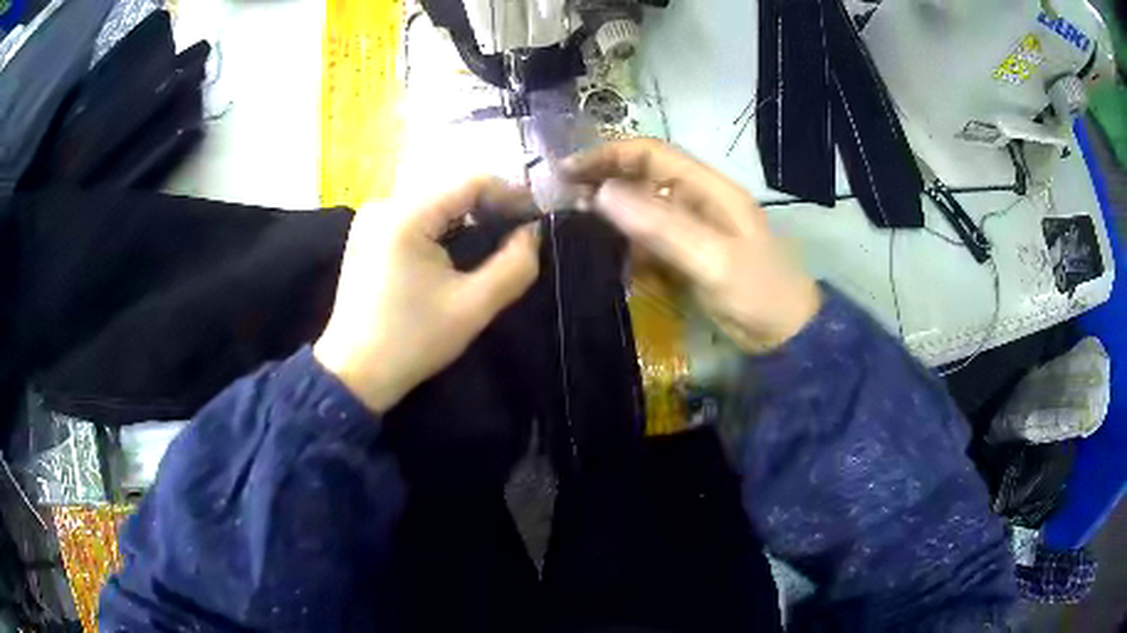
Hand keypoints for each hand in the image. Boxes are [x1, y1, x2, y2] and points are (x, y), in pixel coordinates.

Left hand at [314, 177, 539, 412]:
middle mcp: (384, 204)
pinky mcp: (367, 235)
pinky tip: (457, 249)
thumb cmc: (411, 341)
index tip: (537, 218)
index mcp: (406, 215)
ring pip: (434, 202)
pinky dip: (443, 227)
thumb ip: (515, 266)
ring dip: (468, 217)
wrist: (354, 374)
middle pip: (451, 189)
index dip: (511, 194)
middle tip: (520, 233)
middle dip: (490, 206)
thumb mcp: (472, 307)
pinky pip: (415, 216)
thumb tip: (532, 232)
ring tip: (495, 241)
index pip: (471, 181)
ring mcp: (371, 219)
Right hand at [563, 138, 819, 352]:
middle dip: (602, 181)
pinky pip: (648, 240)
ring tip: (572, 227)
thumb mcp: (713, 258)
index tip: (566, 172)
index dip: (607, 155)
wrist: (785, 336)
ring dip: (609, 213)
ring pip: (641, 209)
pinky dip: (625, 243)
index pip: (650, 154)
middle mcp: (696, 200)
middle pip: (642, 177)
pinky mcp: (686, 255)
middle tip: (559, 200)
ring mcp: (691, 229)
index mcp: (708, 188)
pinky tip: (603, 254)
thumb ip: (662, 226)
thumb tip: (602, 193)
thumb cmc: (759, 292)